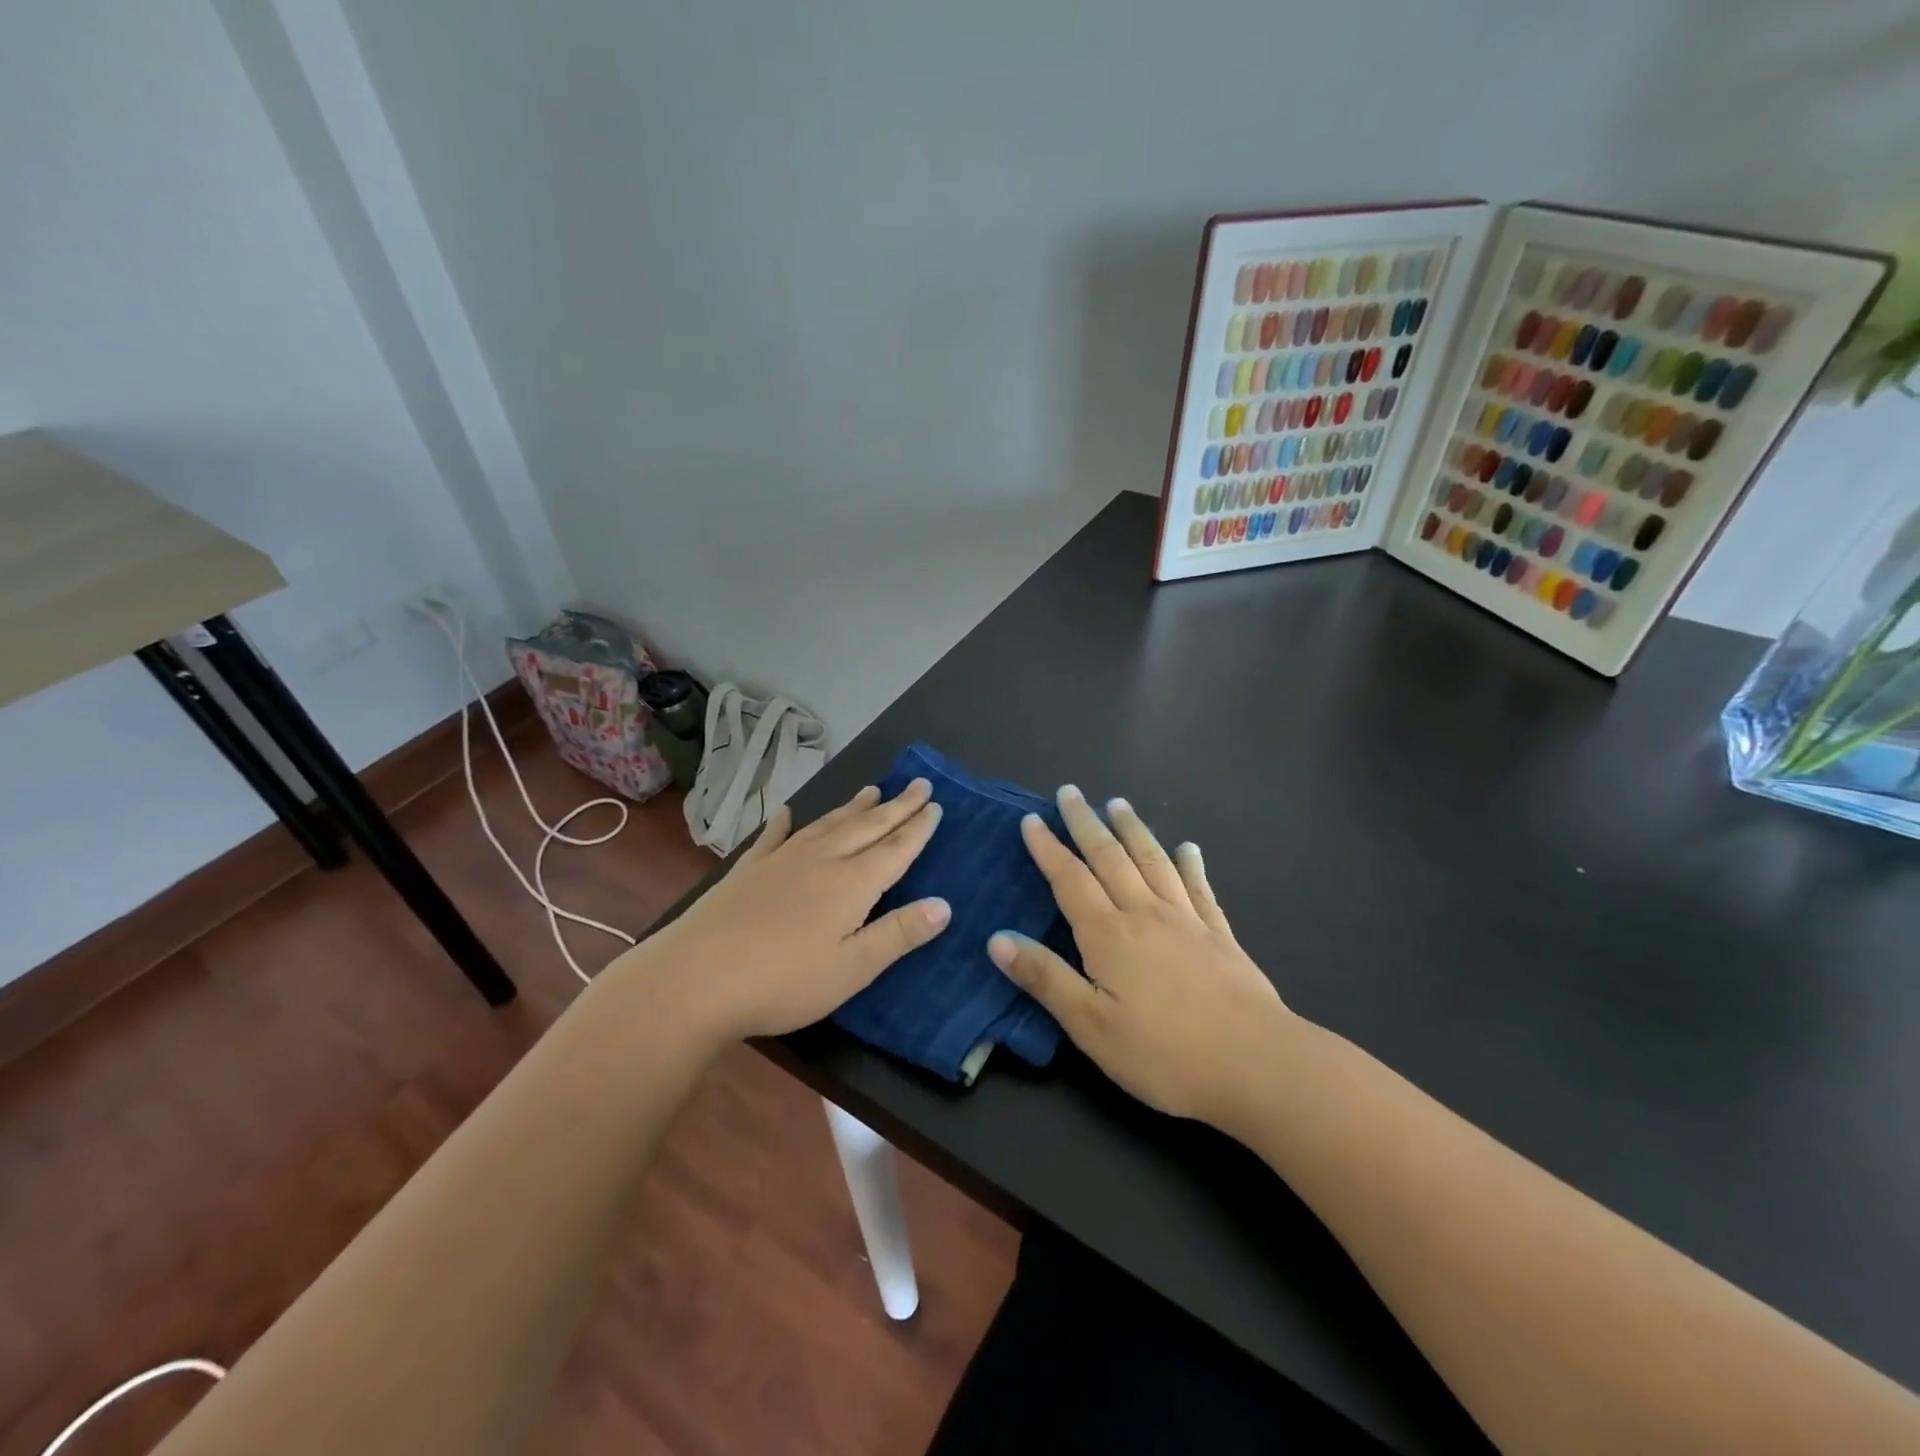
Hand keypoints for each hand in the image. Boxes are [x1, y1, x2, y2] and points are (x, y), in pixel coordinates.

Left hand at [616, 780, 948, 1041]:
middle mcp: (821, 860)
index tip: (936, 804)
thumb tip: (945, 905)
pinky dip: (783, 822)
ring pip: (827, 824)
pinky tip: (785, 811)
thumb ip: (898, 934)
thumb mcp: (852, 968)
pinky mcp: (747, 870)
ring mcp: (781, 860)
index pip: (895, 849)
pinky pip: (773, 836)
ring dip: (853, 807)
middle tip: (919, 784)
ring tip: (872, 790)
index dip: (918, 828)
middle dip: (896, 806)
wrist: (695, 979)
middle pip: (867, 827)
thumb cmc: (783, 981)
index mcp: (851, 884)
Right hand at [986, 786, 1291, 1126]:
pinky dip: (1190, 864)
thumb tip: (997, 938)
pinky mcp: (1219, 935)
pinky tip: (1188, 849)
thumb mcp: (1091, 1026)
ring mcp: (1187, 920)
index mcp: (1109, 934)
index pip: (1069, 880)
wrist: (1257, 1064)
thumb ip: (1045, 978)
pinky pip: (1199, 887)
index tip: (1031, 819)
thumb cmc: (1164, 1053)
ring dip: (1133, 829)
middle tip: (1070, 792)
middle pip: (1109, 858)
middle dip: (1085, 823)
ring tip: (1118, 804)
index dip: (1047, 849)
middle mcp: (1145, 914)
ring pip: (1152, 861)